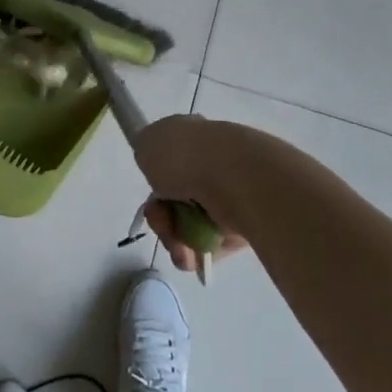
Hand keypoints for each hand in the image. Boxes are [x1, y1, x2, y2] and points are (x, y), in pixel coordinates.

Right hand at [131, 115, 285, 274]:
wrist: (234, 177)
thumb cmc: (185, 156)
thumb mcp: (148, 142)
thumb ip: (146, 150)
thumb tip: (156, 161)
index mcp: (193, 136)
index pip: (170, 159)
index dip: (154, 179)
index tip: (150, 191)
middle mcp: (212, 162)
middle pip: (176, 198)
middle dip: (161, 218)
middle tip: (161, 222)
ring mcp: (230, 192)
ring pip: (192, 225)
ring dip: (176, 240)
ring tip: (179, 248)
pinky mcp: (245, 222)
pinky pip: (213, 244)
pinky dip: (199, 253)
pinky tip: (194, 255)